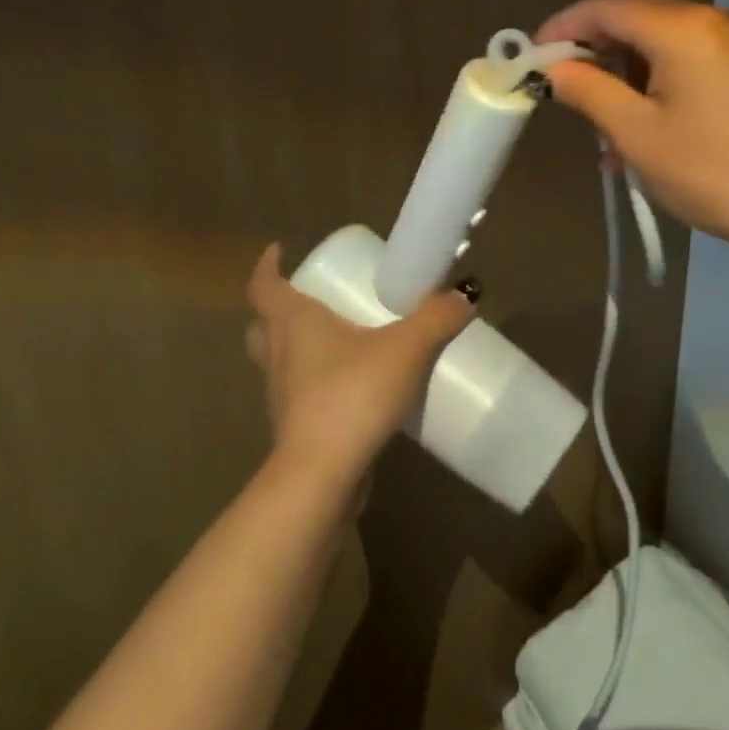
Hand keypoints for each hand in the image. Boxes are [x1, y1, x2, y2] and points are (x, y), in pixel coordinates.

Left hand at [244, 245, 475, 490]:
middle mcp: (279, 356)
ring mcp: (283, 397)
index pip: (264, 286)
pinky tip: (352, 387)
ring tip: (338, 339)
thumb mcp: (405, 348)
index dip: (268, 266)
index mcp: (292, 324)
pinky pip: (300, 394)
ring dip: (298, 347)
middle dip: (279, 309)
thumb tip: (465, 294)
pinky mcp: (296, 430)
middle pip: (263, 325)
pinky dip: (317, 384)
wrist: (322, 479)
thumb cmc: (351, 395)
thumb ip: (436, 317)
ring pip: (279, 361)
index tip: (279, 250)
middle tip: (312, 297)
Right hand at [537, 0, 728, 255]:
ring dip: (620, 69)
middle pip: (633, 14)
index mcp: (681, 27)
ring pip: (656, 38)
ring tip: (597, 119)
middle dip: (591, 44)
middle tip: (558, 82)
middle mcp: (707, 20)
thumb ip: (589, 91)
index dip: (564, 26)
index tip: (531, 56)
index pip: (607, 7)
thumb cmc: (712, 170)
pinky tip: (634, 124)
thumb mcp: (637, 134)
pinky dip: (649, 80)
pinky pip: (680, 58)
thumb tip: (555, 69)